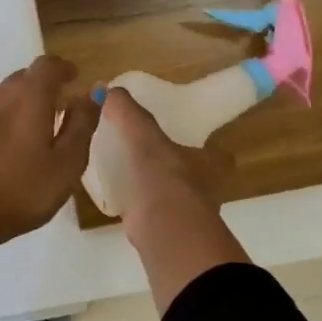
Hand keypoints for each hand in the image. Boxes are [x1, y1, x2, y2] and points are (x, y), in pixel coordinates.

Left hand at [0, 56, 101, 280]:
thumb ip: (82, 124)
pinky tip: (12, 145)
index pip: (48, 65)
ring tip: (40, 127)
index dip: (64, 68)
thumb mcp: (66, 163)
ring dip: (25, 101)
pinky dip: (7, 117)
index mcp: (29, 96)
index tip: (76, 80)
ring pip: (6, 95)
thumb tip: (94, 91)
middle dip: (46, 85)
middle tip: (63, 106)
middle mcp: (1, 95)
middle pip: (25, 77)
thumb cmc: (21, 189)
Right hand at [102, 88, 249, 311]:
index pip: (214, 151)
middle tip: (143, 154)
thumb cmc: (163, 176)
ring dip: (154, 186)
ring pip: (171, 193)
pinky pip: (151, 212)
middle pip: (191, 173)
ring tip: (126, 173)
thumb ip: (127, 111)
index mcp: (209, 162)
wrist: (165, 231)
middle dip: (172, 166)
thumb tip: (107, 88)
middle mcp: (205, 188)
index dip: (199, 142)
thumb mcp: (143, 135)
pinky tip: (119, 198)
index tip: (176, 136)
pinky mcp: (166, 232)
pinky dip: (138, 206)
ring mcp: (187, 213)